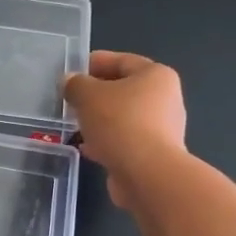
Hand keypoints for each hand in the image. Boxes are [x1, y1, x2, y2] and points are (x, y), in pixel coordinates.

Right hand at [63, 50, 186, 206]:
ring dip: (99, 120)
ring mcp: (162, 129)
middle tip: (70, 99)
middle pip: (124, 90)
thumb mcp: (88, 95)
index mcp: (156, 76)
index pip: (122, 61)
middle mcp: (165, 99)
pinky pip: (125, 141)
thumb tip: (70, 82)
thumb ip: (75, 84)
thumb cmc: (120, 123)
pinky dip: (106, 141)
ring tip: (74, 124)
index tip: (70, 72)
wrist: (146, 174)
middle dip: (95, 95)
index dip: (94, 63)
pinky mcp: (154, 155)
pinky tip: (86, 148)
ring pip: (123, 118)